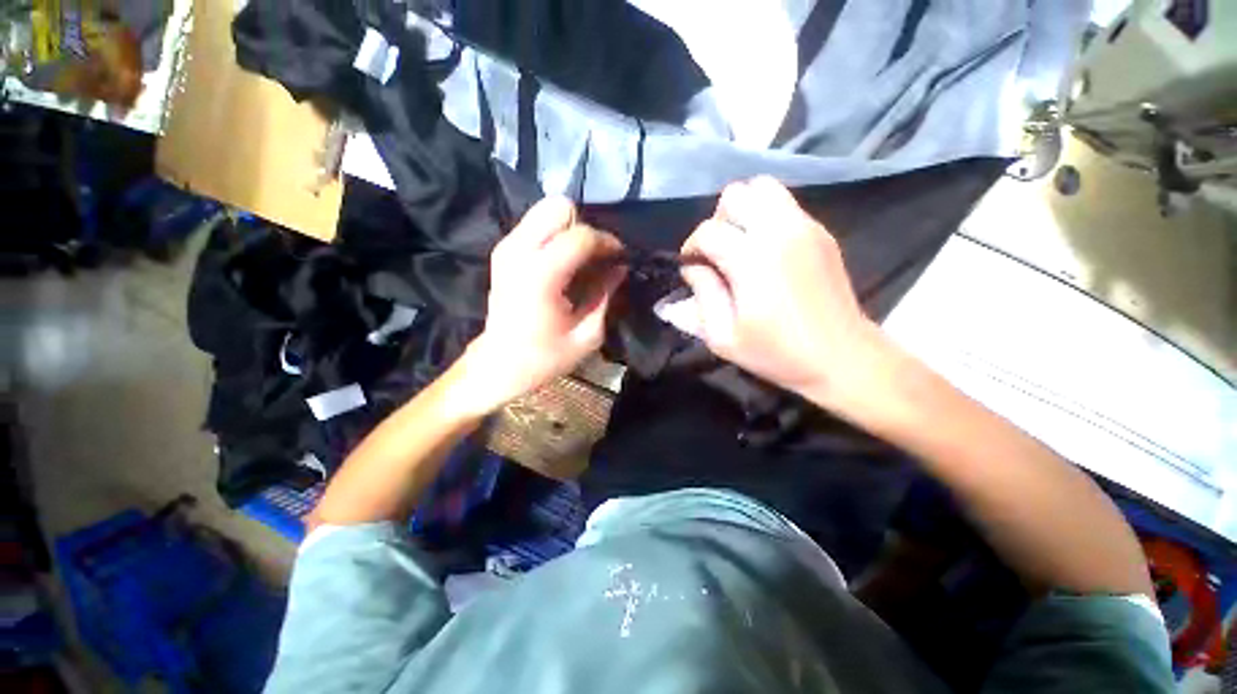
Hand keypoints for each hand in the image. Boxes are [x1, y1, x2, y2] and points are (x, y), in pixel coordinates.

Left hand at [455, 197, 624, 414]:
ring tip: (580, 259)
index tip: (618, 258)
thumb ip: (605, 294)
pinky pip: (535, 223)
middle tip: (593, 256)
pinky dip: (554, 234)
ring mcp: (507, 247)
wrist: (499, 364)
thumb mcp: (587, 335)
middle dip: (583, 227)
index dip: (606, 242)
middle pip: (558, 207)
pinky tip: (562, 261)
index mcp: (541, 276)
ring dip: (569, 229)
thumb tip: (620, 268)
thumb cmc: (544, 357)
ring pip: (546, 209)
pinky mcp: (503, 250)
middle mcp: (519, 251)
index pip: (581, 236)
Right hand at [676, 177, 890, 406]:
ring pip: (764, 188)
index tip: (692, 268)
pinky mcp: (822, 232)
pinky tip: (767, 251)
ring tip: (741, 244)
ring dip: (744, 211)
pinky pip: (785, 205)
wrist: (842, 358)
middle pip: (735, 194)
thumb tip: (693, 268)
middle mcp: (779, 231)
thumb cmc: (777, 353)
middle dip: (718, 220)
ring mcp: (805, 227)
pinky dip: (767, 217)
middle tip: (718, 253)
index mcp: (751, 260)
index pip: (708, 231)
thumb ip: (701, 296)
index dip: (691, 248)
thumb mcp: (723, 338)